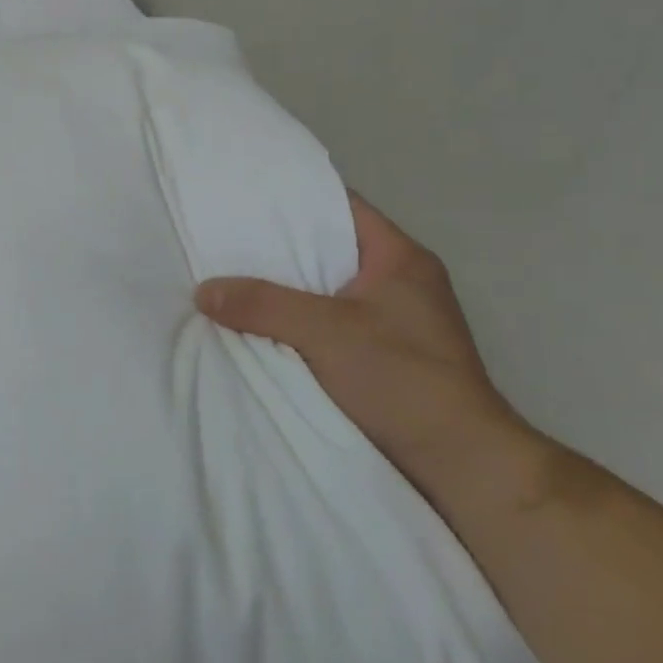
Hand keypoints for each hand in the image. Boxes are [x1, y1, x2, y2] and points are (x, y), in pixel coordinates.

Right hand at [196, 194, 523, 482]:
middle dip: (277, 249)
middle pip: (328, 250)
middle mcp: (399, 283)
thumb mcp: (326, 332)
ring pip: (324, 292)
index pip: (341, 207)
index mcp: (399, 259)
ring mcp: (392, 323)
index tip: (245, 199)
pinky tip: (256, 328)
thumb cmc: (402, 379)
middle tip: (224, 242)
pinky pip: (326, 326)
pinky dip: (294, 325)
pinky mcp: (381, 358)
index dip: (294, 199)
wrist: (459, 463)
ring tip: (229, 281)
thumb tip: (203, 290)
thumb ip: (263, 305)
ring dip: (283, 292)